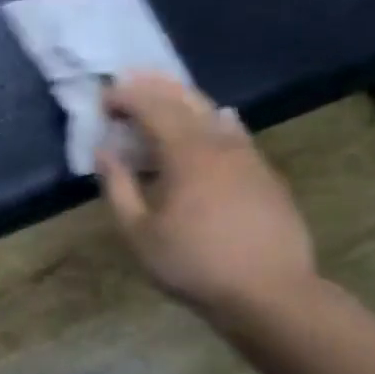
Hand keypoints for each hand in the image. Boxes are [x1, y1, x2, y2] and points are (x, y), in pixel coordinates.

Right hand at [94, 74, 318, 318]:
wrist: (271, 293)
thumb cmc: (194, 264)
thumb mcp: (139, 233)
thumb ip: (118, 187)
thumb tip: (104, 152)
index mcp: (186, 154)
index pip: (152, 109)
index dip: (126, 98)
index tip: (104, 100)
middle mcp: (219, 144)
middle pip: (185, 101)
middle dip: (155, 86)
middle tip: (130, 80)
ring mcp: (248, 157)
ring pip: (213, 113)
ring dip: (184, 99)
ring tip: (164, 94)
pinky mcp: (265, 174)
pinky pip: (236, 133)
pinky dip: (216, 120)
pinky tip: (218, 120)